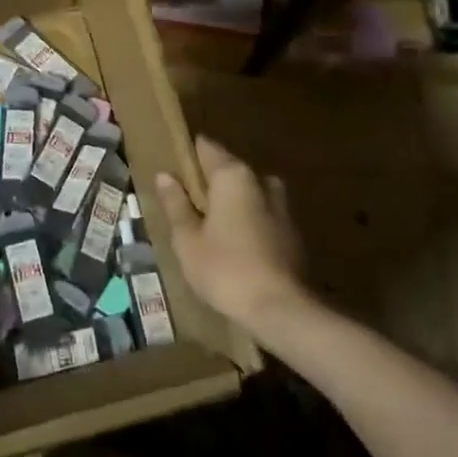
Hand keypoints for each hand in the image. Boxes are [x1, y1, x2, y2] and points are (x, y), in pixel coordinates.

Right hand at [156, 136, 308, 338]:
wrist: (280, 309)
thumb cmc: (225, 269)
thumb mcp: (187, 239)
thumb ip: (176, 204)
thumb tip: (165, 175)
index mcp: (232, 175)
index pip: (206, 147)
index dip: (187, 156)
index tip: (172, 170)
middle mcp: (260, 180)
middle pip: (227, 170)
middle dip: (208, 184)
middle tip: (185, 206)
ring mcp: (281, 205)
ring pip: (247, 193)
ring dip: (229, 204)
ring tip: (208, 229)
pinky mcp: (292, 231)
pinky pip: (261, 214)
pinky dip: (246, 222)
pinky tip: (233, 246)